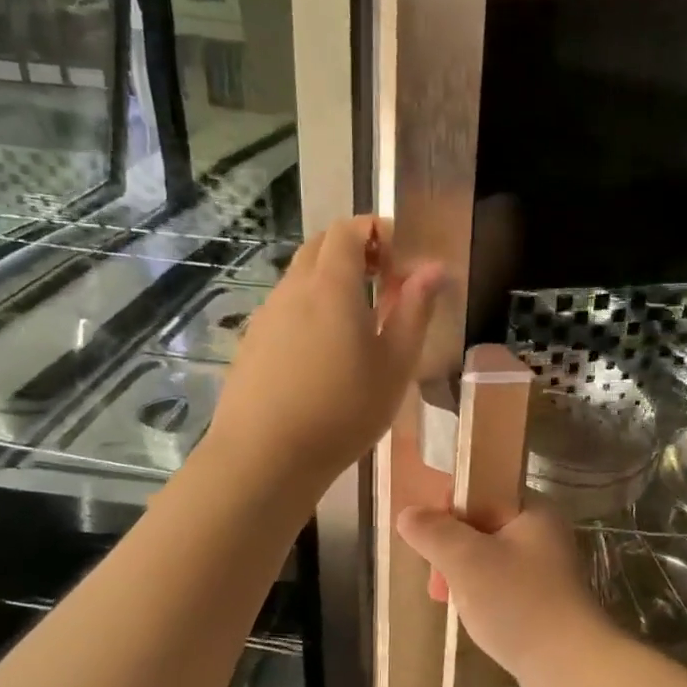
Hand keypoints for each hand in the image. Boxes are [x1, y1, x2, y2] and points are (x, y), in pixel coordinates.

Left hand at [211, 216, 443, 494]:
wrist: (264, 457)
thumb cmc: (343, 410)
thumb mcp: (395, 364)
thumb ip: (415, 310)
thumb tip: (434, 269)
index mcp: (331, 285)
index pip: (349, 230)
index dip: (377, 231)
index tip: (402, 257)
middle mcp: (293, 289)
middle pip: (321, 246)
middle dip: (356, 250)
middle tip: (386, 282)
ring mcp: (267, 315)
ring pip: (300, 277)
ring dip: (332, 280)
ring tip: (359, 322)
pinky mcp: (252, 341)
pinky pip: (286, 306)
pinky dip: (310, 307)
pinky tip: (324, 352)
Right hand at [395, 505, 619, 686]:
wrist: (568, 667)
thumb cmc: (517, 602)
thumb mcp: (466, 560)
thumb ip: (433, 532)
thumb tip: (408, 514)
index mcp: (532, 509)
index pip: (482, 487)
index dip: (449, 506)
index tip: (430, 535)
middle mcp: (542, 531)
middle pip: (481, 523)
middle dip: (451, 547)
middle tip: (436, 577)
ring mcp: (544, 567)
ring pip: (486, 556)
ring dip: (460, 573)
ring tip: (446, 599)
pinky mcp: (541, 599)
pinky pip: (499, 583)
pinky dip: (478, 593)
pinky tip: (467, 614)